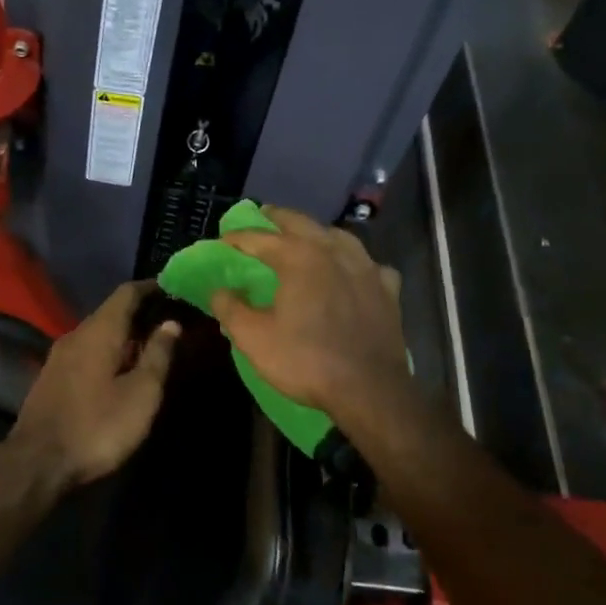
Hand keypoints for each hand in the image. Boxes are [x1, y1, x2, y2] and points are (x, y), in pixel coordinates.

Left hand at [10, 283, 181, 486]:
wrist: (36, 464)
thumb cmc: (97, 426)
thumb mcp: (141, 394)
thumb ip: (158, 355)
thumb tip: (171, 323)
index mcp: (99, 330)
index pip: (126, 293)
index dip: (150, 287)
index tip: (173, 288)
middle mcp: (76, 334)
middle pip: (110, 311)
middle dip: (139, 312)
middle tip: (168, 319)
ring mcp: (59, 356)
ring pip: (97, 333)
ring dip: (123, 334)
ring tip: (148, 344)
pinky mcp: (51, 377)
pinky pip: (86, 351)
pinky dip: (107, 351)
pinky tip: (119, 368)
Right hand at [209, 207, 409, 420]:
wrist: (369, 390)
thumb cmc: (306, 361)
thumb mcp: (255, 339)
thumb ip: (231, 309)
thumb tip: (217, 290)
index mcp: (298, 257)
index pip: (260, 239)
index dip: (239, 237)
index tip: (223, 238)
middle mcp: (333, 251)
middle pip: (302, 223)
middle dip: (279, 218)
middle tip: (263, 214)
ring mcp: (366, 268)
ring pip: (339, 236)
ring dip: (318, 232)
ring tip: (307, 236)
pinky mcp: (388, 289)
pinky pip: (370, 265)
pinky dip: (356, 262)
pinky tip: (353, 271)